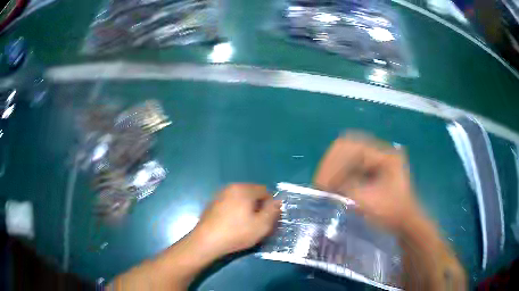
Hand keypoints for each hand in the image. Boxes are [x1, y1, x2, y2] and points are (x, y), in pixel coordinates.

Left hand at [192, 184, 280, 257]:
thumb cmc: (236, 233)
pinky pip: (230, 203)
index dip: (270, 205)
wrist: (206, 241)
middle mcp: (231, 187)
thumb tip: (278, 200)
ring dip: (246, 209)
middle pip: (252, 193)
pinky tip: (232, 225)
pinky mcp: (212, 203)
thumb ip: (273, 210)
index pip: (265, 191)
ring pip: (241, 199)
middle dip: (258, 206)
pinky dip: (235, 211)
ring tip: (245, 225)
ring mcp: (220, 194)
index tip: (267, 220)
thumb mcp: (262, 225)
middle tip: (257, 223)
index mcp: (244, 189)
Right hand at [314, 133, 421, 231]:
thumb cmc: (393, 214)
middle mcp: (381, 151)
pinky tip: (333, 185)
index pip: (352, 148)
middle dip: (331, 164)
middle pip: (347, 146)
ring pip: (347, 153)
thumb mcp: (370, 203)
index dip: (333, 165)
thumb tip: (326, 183)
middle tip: (320, 184)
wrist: (406, 222)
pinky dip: (339, 172)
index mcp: (385, 155)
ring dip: (333, 168)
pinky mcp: (373, 166)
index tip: (322, 185)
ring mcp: (377, 157)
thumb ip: (348, 189)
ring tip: (323, 185)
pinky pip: (351, 163)